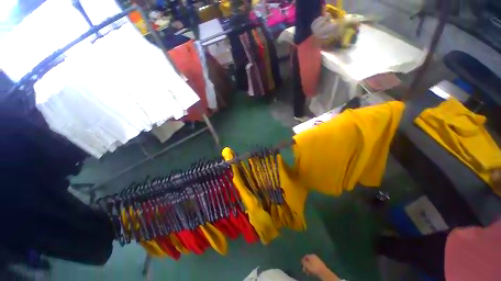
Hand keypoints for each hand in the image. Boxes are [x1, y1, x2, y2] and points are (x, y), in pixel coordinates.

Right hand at [301, 254, 339, 280]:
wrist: (322, 271)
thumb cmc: (314, 268)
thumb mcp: (307, 265)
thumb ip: (303, 262)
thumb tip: (302, 259)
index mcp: (311, 256)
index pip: (305, 257)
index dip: (303, 261)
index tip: (302, 266)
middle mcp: (314, 256)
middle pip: (307, 261)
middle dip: (305, 266)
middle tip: (305, 270)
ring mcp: (317, 260)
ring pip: (310, 264)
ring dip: (308, 268)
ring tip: (308, 272)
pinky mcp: (319, 263)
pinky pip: (313, 265)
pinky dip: (311, 268)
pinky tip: (311, 272)